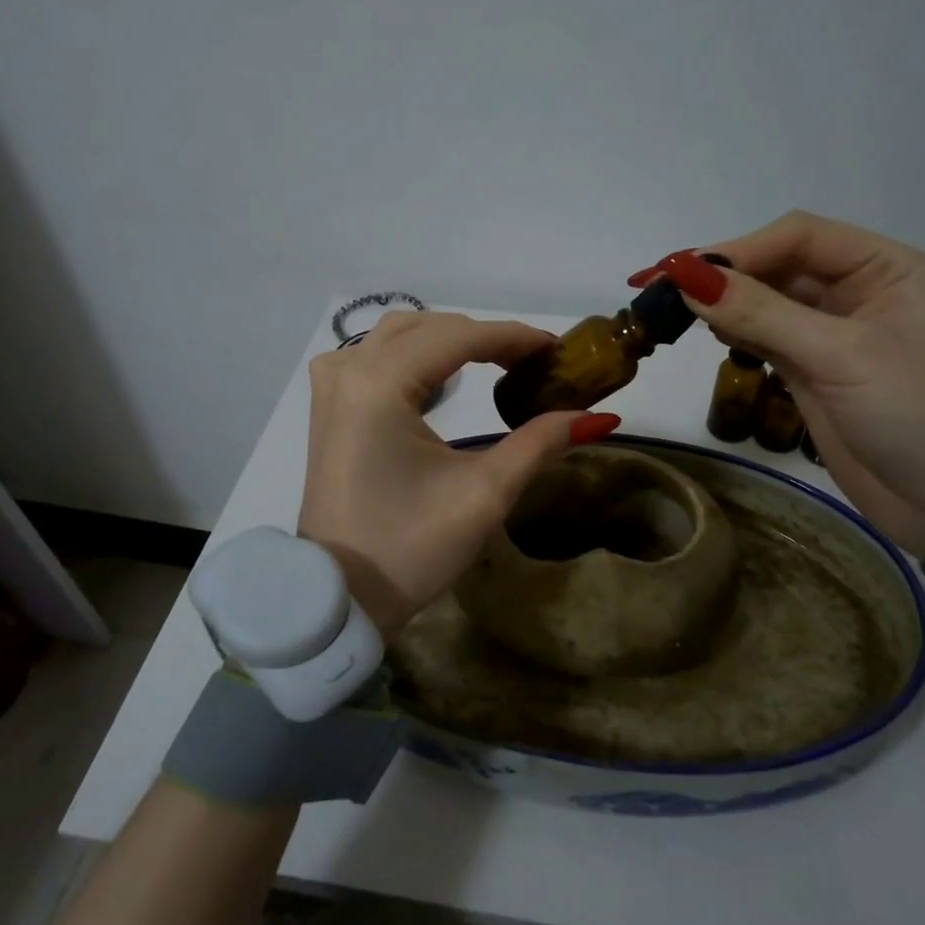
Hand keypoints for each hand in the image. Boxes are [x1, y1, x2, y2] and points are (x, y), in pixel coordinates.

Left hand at [297, 312, 619, 631]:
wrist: (341, 595)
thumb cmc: (410, 548)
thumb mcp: (483, 495)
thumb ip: (539, 444)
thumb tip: (598, 416)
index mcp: (378, 385)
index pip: (457, 338)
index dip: (512, 337)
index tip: (556, 349)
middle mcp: (348, 372)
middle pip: (428, 329)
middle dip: (483, 338)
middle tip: (532, 363)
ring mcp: (331, 387)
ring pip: (397, 336)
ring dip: (447, 341)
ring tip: (494, 364)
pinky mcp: (327, 407)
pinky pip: (372, 357)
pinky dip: (413, 356)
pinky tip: (438, 377)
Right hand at [630, 213, 924, 550]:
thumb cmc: (914, 414)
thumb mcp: (839, 356)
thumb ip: (762, 315)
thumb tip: (687, 277)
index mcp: (884, 267)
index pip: (799, 237)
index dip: (739, 249)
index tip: (681, 271)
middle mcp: (857, 290)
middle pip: (777, 264)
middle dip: (724, 274)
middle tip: (662, 290)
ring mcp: (832, 332)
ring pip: (765, 300)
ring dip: (723, 302)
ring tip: (675, 310)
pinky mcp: (812, 369)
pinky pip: (764, 335)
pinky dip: (734, 331)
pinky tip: (707, 332)